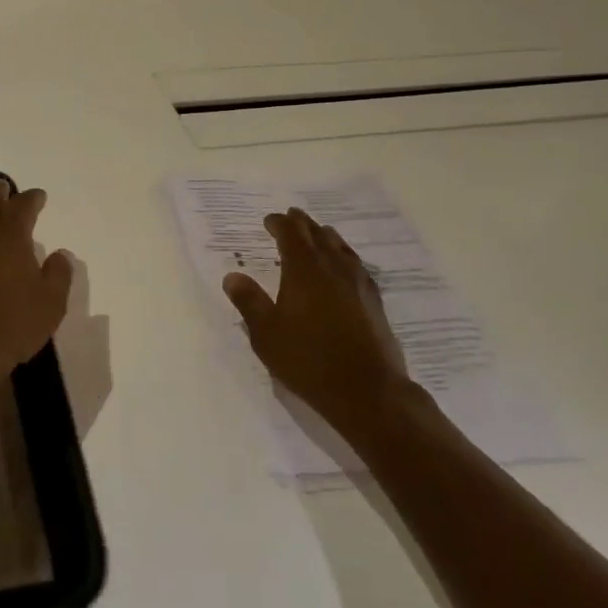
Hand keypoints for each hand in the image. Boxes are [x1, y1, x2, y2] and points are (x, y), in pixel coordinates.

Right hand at [223, 208, 410, 426]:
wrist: (367, 390)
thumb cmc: (308, 360)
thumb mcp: (267, 334)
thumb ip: (249, 302)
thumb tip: (232, 276)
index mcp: (304, 270)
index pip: (291, 234)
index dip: (279, 223)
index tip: (269, 221)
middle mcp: (333, 268)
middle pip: (318, 235)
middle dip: (302, 224)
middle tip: (291, 217)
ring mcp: (358, 283)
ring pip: (341, 247)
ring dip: (325, 236)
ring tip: (318, 235)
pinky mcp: (374, 301)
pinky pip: (356, 265)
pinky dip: (344, 256)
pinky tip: (345, 266)